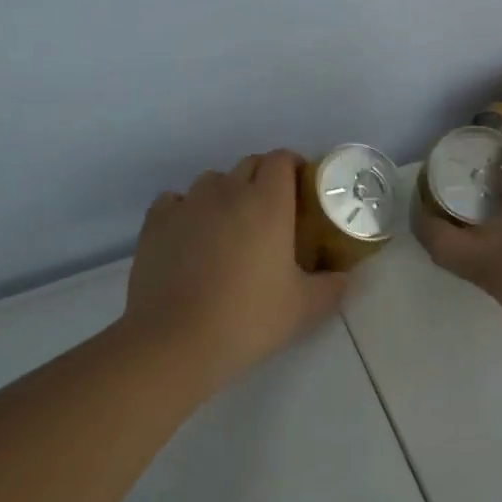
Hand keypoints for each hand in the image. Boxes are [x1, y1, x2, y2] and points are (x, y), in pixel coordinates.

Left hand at [122, 149, 348, 393]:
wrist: (175, 342)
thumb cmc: (248, 319)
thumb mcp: (304, 309)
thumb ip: (332, 287)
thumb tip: (345, 277)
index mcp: (268, 203)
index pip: (281, 159)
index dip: (293, 167)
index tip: (301, 189)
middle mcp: (228, 192)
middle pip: (249, 164)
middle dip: (263, 178)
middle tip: (271, 212)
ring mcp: (188, 204)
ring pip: (212, 181)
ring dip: (225, 193)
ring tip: (228, 225)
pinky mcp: (156, 223)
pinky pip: (175, 201)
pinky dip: (186, 210)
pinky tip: (189, 235)